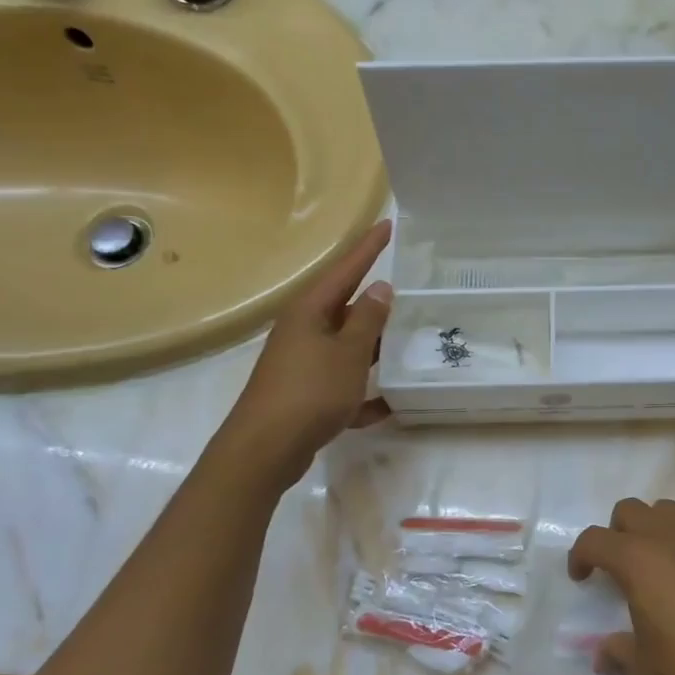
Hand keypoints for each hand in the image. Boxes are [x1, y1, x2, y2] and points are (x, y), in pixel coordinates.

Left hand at [230, 219, 392, 488]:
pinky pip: (342, 386)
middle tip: (409, 289)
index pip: (346, 269)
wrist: (266, 449)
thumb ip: (367, 320)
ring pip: (346, 347)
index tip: (389, 224)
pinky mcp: (305, 395)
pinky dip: (362, 393)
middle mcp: (303, 331)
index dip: (369, 248)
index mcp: (310, 312)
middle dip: (375, 301)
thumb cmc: (310, 392)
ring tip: (408, 341)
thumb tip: (381, 288)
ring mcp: (303, 364)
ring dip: (373, 347)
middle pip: (345, 308)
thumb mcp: (348, 353)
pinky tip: (387, 405)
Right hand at [569, 498, 674, 674]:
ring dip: (655, 530)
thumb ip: (618, 654)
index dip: (580, 556)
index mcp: (638, 559)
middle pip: (630, 510)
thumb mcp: (649, 667)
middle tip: (621, 569)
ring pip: (669, 512)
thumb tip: (601, 655)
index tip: (582, 578)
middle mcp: (669, 536)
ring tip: (661, 567)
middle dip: (617, 533)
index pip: (594, 540)